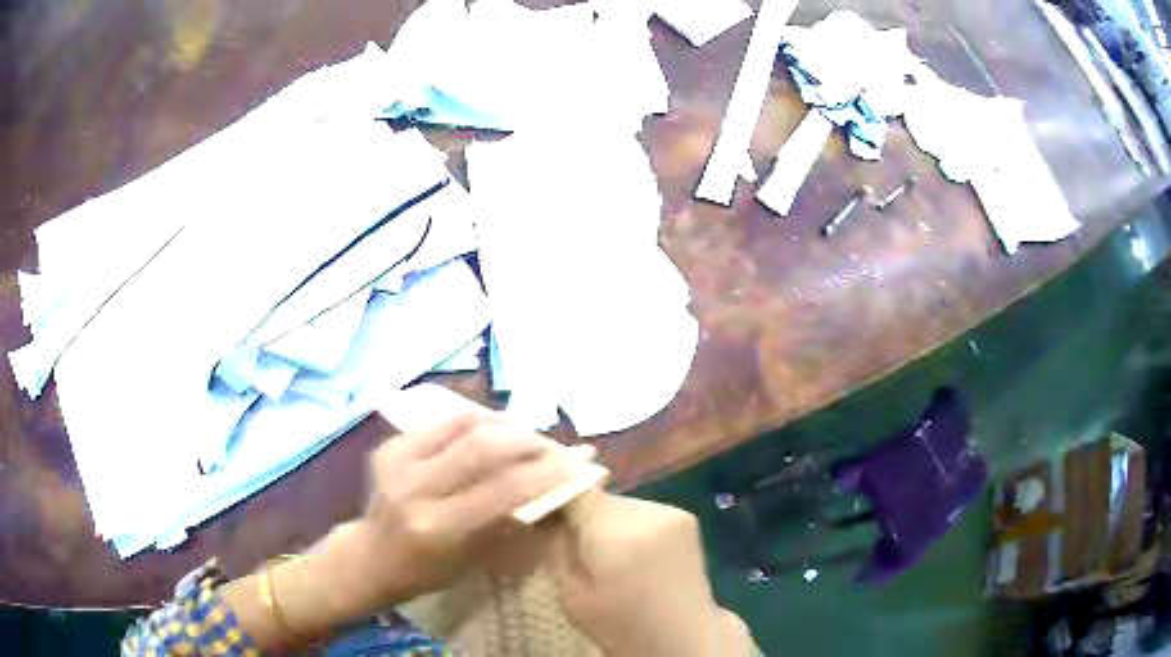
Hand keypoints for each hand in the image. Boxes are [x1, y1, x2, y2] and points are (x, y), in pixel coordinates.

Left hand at [344, 413, 576, 607]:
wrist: (368, 557)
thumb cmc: (426, 571)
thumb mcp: (472, 558)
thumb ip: (508, 519)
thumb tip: (551, 484)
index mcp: (437, 527)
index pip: (504, 489)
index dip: (549, 471)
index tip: (582, 461)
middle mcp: (414, 488)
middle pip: (484, 446)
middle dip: (531, 440)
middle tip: (557, 445)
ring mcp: (396, 461)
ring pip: (463, 425)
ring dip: (505, 425)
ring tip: (531, 434)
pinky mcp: (388, 446)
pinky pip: (441, 423)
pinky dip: (476, 422)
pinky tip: (495, 429)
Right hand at [548, 493, 754, 655]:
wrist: (684, 638)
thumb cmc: (621, 626)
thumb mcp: (571, 595)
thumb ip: (556, 548)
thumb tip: (546, 516)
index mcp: (614, 532)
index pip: (573, 490)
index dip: (555, 502)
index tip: (545, 524)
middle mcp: (646, 511)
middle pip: (598, 499)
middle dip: (583, 518)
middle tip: (577, 550)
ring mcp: (670, 511)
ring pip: (620, 505)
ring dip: (608, 523)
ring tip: (609, 557)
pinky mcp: (686, 516)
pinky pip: (642, 512)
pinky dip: (631, 528)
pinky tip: (635, 555)